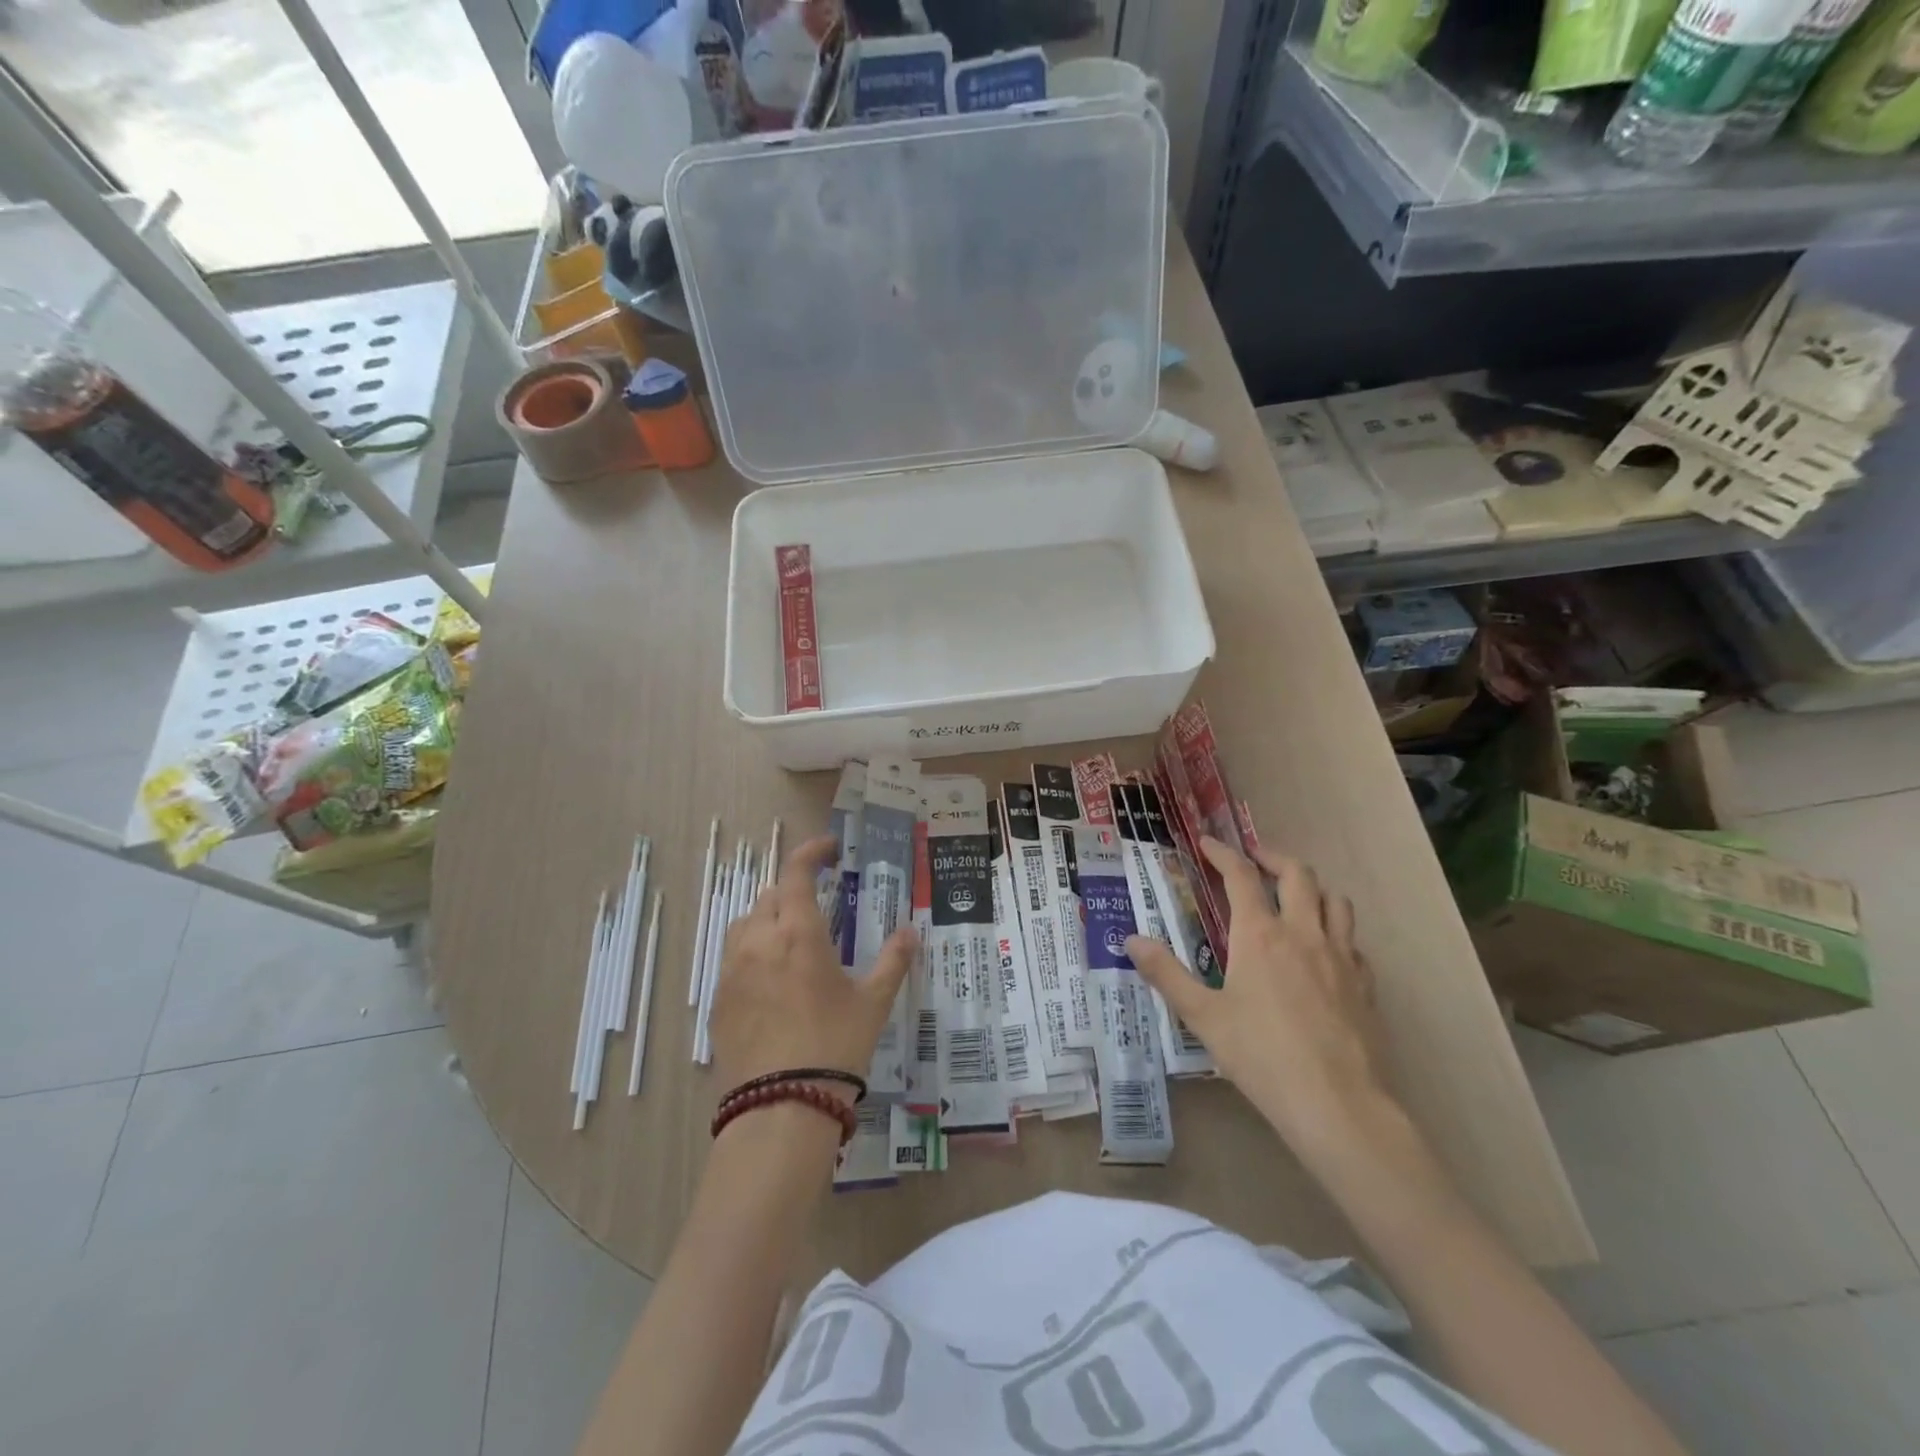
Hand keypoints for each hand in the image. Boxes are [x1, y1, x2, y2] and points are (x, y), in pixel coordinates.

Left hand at [709, 835, 915, 1101]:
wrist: (781, 1108)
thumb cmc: (834, 1045)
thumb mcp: (873, 1002)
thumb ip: (892, 961)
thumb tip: (910, 933)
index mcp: (798, 932)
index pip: (796, 872)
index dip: (811, 852)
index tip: (829, 849)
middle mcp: (759, 941)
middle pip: (769, 896)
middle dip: (793, 891)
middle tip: (818, 907)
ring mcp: (732, 971)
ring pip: (745, 925)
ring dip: (767, 919)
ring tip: (790, 941)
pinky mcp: (718, 1001)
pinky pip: (733, 960)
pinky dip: (752, 955)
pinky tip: (771, 984)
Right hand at [1126, 836, 1392, 1149]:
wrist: (1337, 1104)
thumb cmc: (1260, 1055)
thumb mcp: (1202, 1016)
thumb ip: (1166, 974)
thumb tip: (1132, 940)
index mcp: (1259, 934)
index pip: (1240, 875)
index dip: (1222, 852)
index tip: (1207, 842)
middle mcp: (1303, 933)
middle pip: (1297, 874)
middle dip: (1273, 857)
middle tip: (1254, 859)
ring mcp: (1341, 956)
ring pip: (1334, 900)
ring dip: (1312, 887)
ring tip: (1295, 895)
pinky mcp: (1365, 984)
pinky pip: (1352, 939)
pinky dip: (1335, 929)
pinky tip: (1325, 950)